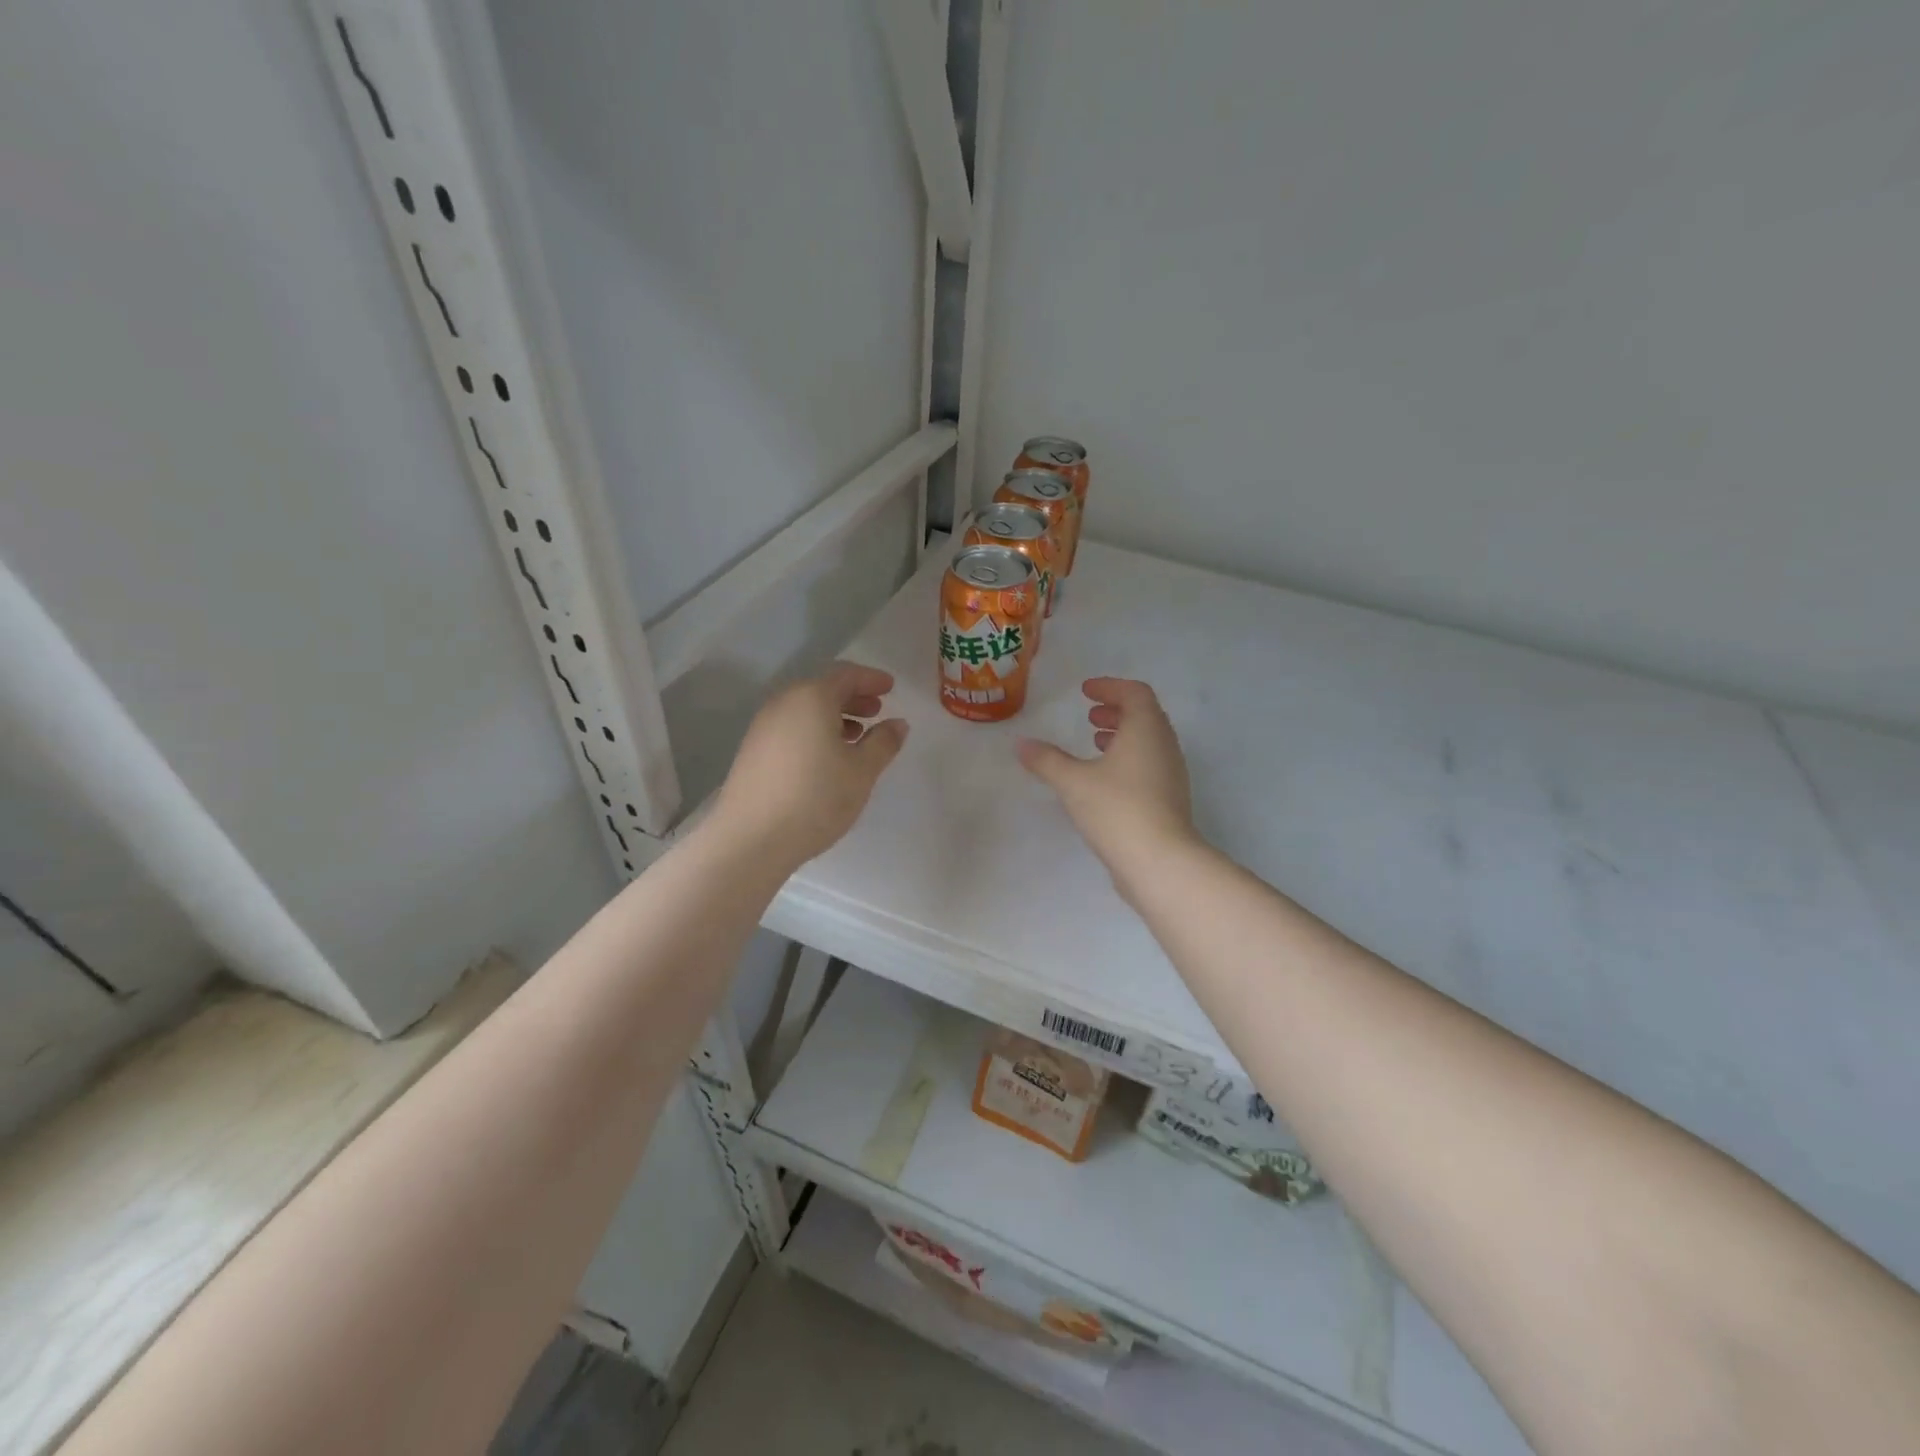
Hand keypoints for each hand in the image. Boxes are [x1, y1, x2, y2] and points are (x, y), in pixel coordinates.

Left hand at [713, 662, 908, 868]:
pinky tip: (826, 758)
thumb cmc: (816, 798)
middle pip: (822, 689)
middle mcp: (783, 703)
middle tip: (876, 711)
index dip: (871, 679)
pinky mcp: (752, 751)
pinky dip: (813, 731)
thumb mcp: (862, 771)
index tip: (890, 688)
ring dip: (833, 716)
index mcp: (812, 698)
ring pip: (805, 710)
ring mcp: (763, 727)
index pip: (846, 674)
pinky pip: (791, 728)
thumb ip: (883, 742)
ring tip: (855, 737)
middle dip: (852, 697)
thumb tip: (897, 723)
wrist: (751, 839)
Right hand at [1017, 678, 1199, 897]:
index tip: (1086, 691)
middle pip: (1145, 715)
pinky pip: (1150, 765)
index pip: (1135, 693)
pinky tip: (1105, 779)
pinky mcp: (1170, 800)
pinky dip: (1129, 759)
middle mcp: (1165, 746)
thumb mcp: (1073, 782)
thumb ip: (1046, 760)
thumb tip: (1021, 744)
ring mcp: (1172, 774)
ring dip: (1123, 736)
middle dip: (1116, 711)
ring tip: (1095, 743)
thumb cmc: (1117, 809)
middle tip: (1090, 716)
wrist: (1160, 862)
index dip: (1110, 687)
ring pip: (1149, 742)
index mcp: (1146, 730)